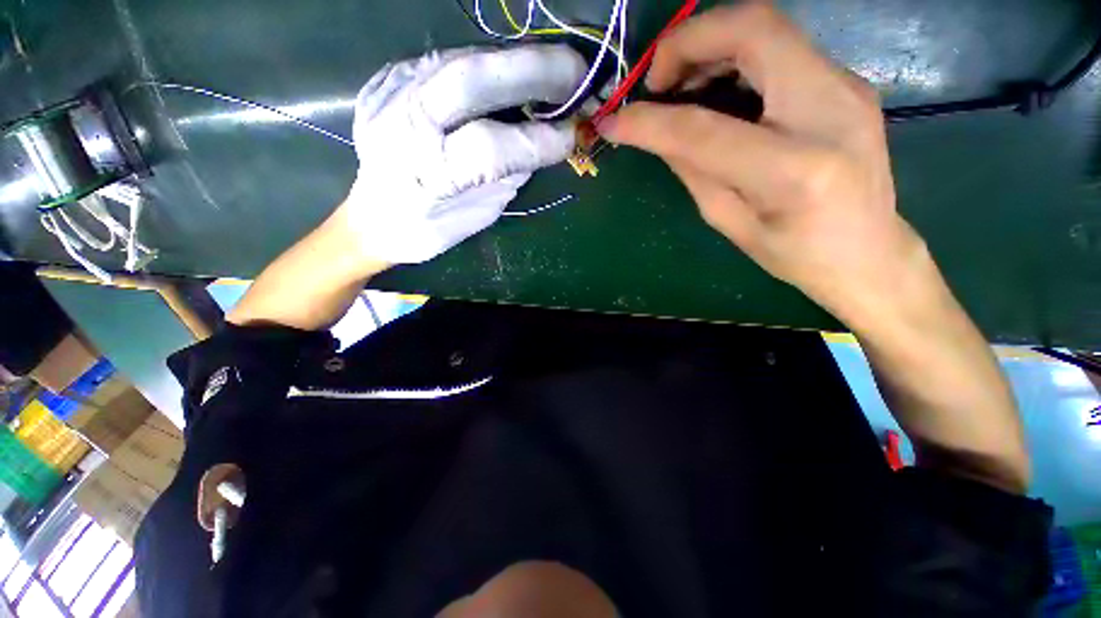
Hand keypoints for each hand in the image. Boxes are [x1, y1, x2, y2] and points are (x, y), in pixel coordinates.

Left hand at [343, 45, 586, 263]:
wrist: (372, 218)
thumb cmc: (428, 229)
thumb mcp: (477, 214)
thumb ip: (507, 175)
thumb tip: (542, 140)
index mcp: (426, 176)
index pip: (489, 148)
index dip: (537, 140)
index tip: (573, 136)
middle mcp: (402, 127)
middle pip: (469, 80)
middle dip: (533, 70)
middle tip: (577, 73)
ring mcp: (390, 95)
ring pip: (460, 59)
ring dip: (514, 63)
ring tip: (551, 74)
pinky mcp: (388, 80)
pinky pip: (446, 61)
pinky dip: (486, 66)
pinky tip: (507, 77)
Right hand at [599, 3, 918, 322]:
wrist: (869, 252)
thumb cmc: (795, 253)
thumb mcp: (729, 221)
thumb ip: (693, 170)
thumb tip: (655, 134)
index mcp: (794, 170)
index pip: (704, 129)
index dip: (649, 121)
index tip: (613, 122)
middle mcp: (830, 109)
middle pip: (753, 28)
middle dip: (688, 41)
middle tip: (655, 81)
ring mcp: (846, 86)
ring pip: (767, 28)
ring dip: (709, 45)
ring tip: (679, 87)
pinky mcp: (844, 82)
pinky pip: (780, 47)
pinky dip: (734, 57)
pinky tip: (714, 88)